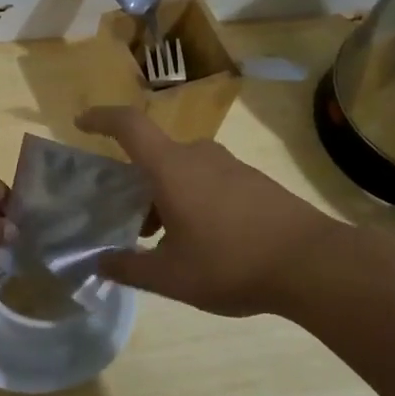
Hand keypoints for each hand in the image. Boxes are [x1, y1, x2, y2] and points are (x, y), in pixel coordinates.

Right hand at [76, 107, 340, 316]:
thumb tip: (100, 263)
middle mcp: (199, 156)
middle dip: (136, 187)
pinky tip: (204, 242)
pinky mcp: (255, 181)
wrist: (313, 263)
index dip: (101, 118)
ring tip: (166, 242)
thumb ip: (128, 268)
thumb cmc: (231, 263)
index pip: (128, 126)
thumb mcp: (170, 277)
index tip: (81, 122)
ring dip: (166, 198)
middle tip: (130, 225)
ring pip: (183, 172)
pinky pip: (209, 181)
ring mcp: (231, 166)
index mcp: (171, 168)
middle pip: (155, 157)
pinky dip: (193, 201)